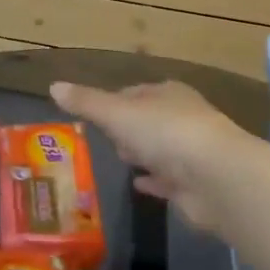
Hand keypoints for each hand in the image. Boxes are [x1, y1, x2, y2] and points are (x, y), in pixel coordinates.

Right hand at [49, 79, 269, 241]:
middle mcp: (181, 118)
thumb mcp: (117, 113)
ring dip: (141, 153)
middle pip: (147, 119)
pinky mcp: (193, 185)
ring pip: (159, 149)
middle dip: (127, 127)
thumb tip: (53, 85)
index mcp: (166, 93)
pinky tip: (138, 184)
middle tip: (103, 137)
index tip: (92, 112)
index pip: (134, 91)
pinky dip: (153, 180)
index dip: (113, 100)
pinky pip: (167, 179)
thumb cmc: (165, 133)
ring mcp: (191, 152)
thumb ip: (86, 103)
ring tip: (118, 160)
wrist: (216, 178)